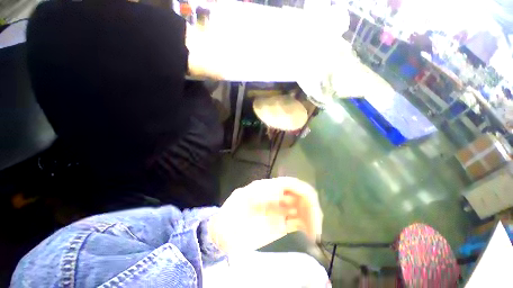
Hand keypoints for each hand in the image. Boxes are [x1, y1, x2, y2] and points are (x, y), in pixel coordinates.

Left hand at [208, 177, 322, 252]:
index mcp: (269, 187)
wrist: (223, 231)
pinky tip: (308, 237)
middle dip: (310, 208)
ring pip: (301, 210)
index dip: (304, 193)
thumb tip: (280, 193)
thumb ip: (260, 193)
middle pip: (300, 197)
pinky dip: (305, 228)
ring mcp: (279, 211)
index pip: (292, 184)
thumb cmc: (232, 212)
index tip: (312, 208)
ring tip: (314, 234)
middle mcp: (277, 197)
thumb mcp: (243, 197)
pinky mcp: (279, 225)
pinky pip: (297, 223)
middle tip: (315, 227)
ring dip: (310, 219)